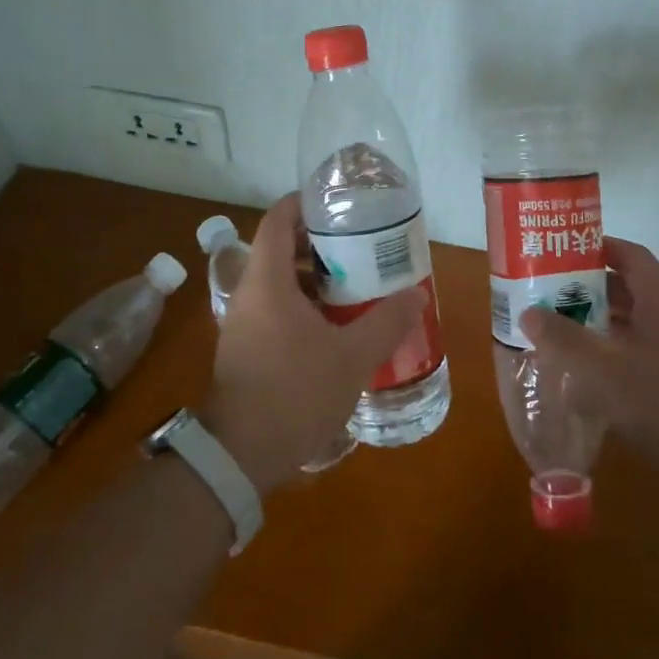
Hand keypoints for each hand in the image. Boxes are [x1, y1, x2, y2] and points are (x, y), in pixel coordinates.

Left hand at [200, 194, 425, 493]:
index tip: (337, 203)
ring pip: (278, 280)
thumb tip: (417, 295)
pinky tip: (334, 324)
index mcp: (267, 281)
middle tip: (358, 244)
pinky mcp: (245, 347)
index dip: (304, 202)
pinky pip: (274, 307)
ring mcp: (243, 322)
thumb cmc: (294, 392)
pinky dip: (302, 303)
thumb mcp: (352, 357)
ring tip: (353, 282)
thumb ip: (386, 322)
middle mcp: (249, 293)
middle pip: (279, 247)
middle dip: (318, 242)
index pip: (278, 218)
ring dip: (312, 276)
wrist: (240, 455)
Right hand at [519, 237, 658, 493]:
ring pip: (631, 324)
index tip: (561, 252)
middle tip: (547, 294)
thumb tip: (529, 313)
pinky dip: (609, 353)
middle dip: (587, 288)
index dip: (598, 247)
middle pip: (627, 289)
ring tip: (556, 330)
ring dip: (596, 323)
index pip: (631, 256)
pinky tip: (584, 375)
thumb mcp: (604, 372)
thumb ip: (564, 340)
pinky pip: (636, 353)